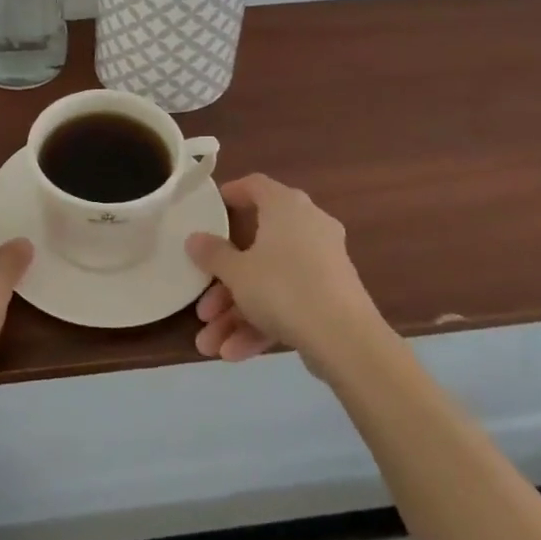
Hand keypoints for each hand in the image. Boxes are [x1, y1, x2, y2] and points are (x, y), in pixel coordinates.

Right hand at [186, 174, 382, 369]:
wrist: (346, 340)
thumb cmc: (284, 288)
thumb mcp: (237, 272)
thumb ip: (212, 254)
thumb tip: (194, 239)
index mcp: (286, 206)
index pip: (255, 186)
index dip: (231, 194)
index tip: (211, 210)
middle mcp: (307, 226)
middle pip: (256, 247)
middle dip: (224, 283)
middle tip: (202, 306)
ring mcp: (322, 263)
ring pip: (270, 282)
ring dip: (237, 312)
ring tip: (209, 345)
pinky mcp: (331, 296)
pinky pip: (288, 302)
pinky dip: (262, 323)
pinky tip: (234, 353)